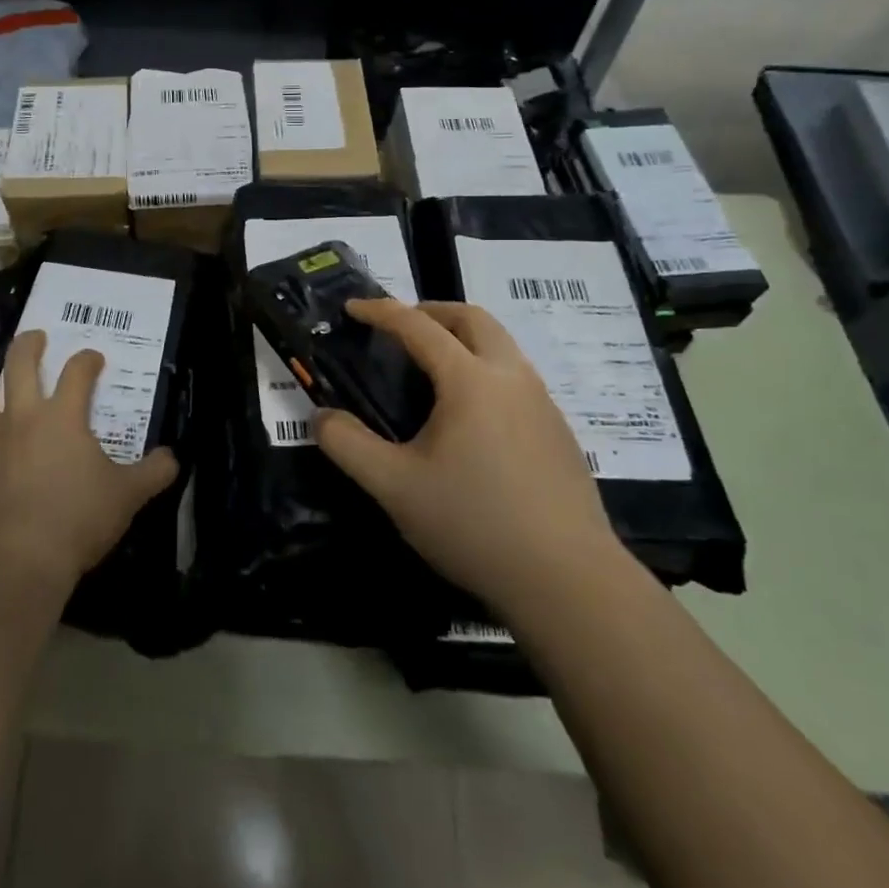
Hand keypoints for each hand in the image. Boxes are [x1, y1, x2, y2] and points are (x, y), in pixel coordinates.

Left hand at [0, 330, 178, 594]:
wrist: (19, 561)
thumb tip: (172, 458)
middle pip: (18, 365)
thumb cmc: (79, 519)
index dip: (87, 360)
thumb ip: (154, 472)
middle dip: (28, 345)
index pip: (77, 371)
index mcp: (62, 417)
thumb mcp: (128, 496)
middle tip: (36, 338)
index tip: (94, 359)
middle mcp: (22, 419)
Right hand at [314, 299, 619, 610]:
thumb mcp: (394, 487)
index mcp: (470, 380)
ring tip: (432, 371)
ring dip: (464, 339)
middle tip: (401, 327)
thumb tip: (321, 417)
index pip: (418, 326)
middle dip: (432, 311)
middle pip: (473, 319)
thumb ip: (348, 446)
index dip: (380, 311)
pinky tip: (471, 419)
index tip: (352, 307)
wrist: (567, 580)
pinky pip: (518, 379)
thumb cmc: (473, 524)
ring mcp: (543, 404)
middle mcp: (512, 378)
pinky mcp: (560, 433)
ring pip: (502, 347)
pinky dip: (486, 371)